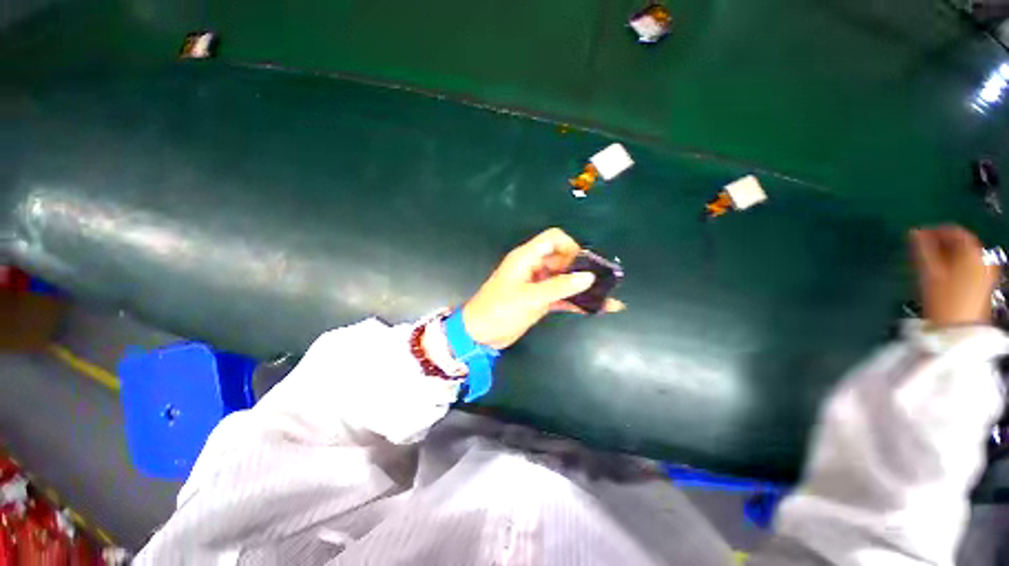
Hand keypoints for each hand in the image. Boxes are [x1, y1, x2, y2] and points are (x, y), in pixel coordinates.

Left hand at [462, 228, 624, 348]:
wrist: (481, 335)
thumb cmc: (500, 310)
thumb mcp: (530, 297)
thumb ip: (560, 287)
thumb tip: (589, 277)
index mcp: (527, 257)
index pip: (553, 239)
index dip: (571, 246)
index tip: (584, 264)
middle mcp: (534, 267)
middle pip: (563, 259)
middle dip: (582, 268)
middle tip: (603, 281)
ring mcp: (538, 285)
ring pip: (564, 280)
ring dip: (583, 287)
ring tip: (607, 296)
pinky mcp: (540, 300)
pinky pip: (562, 296)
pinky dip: (576, 302)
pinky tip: (597, 308)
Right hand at [909, 226, 999, 326]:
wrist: (959, 330)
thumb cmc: (943, 298)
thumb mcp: (928, 272)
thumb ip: (921, 249)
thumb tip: (913, 232)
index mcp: (971, 251)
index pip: (953, 231)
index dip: (933, 230)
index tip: (915, 236)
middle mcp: (982, 257)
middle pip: (960, 243)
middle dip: (940, 244)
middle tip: (919, 250)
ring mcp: (986, 272)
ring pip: (963, 256)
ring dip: (946, 255)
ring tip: (928, 263)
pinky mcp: (983, 285)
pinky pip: (968, 267)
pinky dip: (954, 265)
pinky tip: (941, 275)